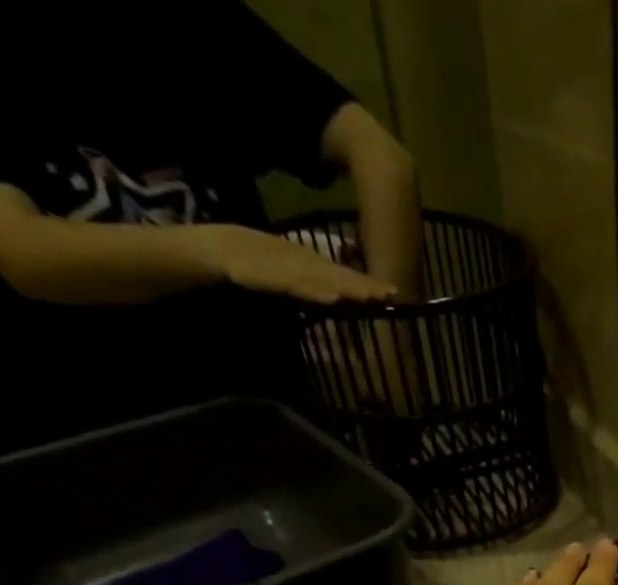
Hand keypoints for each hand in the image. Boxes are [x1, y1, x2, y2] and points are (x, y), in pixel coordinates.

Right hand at [200, 225, 398, 304]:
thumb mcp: (294, 279)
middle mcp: (308, 266)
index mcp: (313, 267)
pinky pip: (299, 286)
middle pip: (343, 278)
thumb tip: (341, 299)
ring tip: (372, 297)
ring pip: (326, 280)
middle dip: (367, 287)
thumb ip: (316, 287)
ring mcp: (292, 269)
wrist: (222, 252)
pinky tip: (333, 297)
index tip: (395, 294)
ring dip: (349, 288)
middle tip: (392, 294)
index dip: (370, 285)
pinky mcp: (275, 277)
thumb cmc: (261, 268)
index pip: (347, 277)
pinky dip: (316, 291)